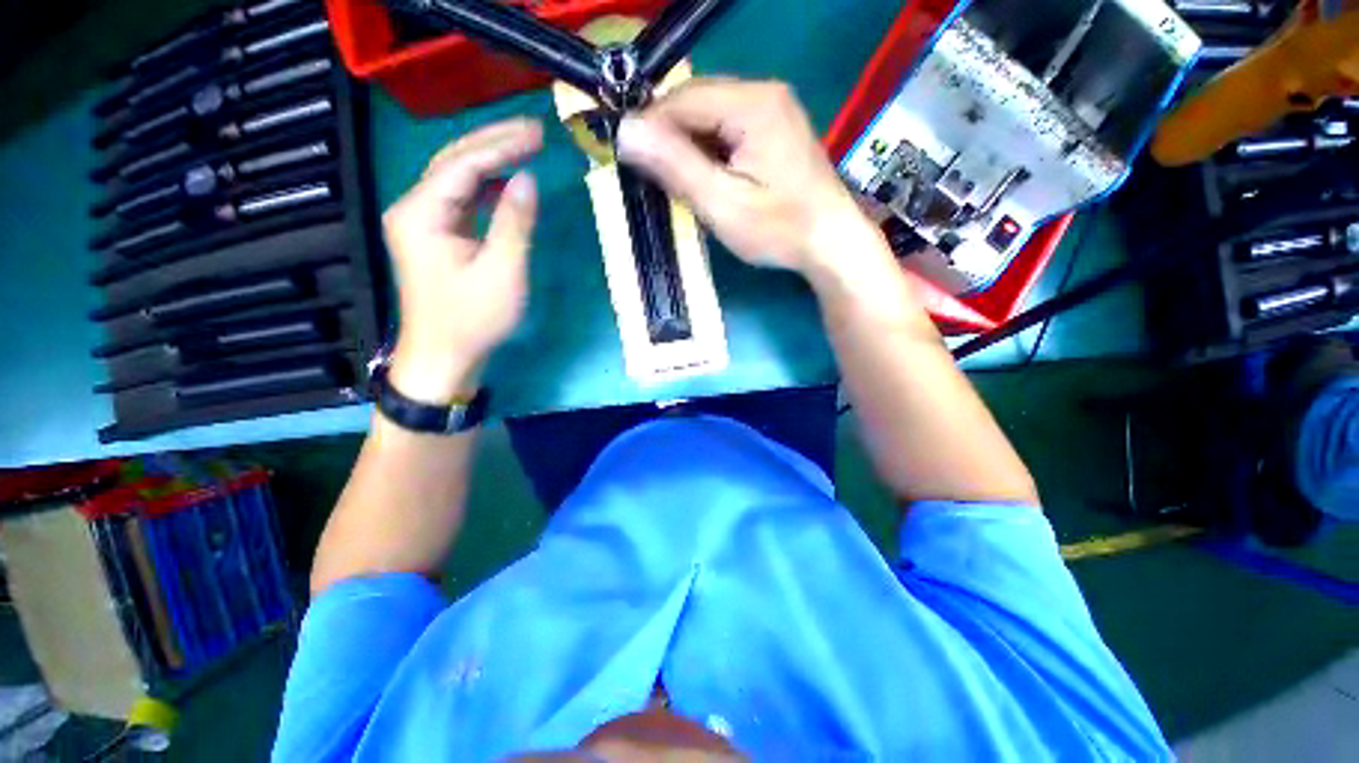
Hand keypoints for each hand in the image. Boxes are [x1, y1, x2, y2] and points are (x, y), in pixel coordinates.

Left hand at [381, 119, 542, 403]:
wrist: (445, 357)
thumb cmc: (473, 319)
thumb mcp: (502, 273)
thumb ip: (514, 223)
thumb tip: (527, 180)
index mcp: (421, 214)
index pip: (462, 165)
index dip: (502, 146)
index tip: (538, 134)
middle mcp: (414, 209)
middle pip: (453, 162)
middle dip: (494, 142)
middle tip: (534, 131)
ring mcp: (423, 222)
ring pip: (456, 178)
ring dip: (490, 160)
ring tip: (525, 147)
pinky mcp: (436, 236)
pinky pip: (461, 200)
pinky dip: (486, 187)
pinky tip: (507, 182)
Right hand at [615, 78, 880, 277]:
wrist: (831, 243)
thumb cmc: (778, 229)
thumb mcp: (722, 203)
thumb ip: (675, 166)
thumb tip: (625, 131)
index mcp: (751, 103)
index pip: (681, 100)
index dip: (649, 127)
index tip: (626, 160)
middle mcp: (763, 92)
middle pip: (696, 103)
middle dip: (668, 138)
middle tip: (651, 177)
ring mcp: (772, 109)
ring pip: (709, 117)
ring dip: (687, 146)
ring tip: (676, 183)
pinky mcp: (774, 129)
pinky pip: (727, 129)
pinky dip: (708, 151)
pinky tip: (704, 178)